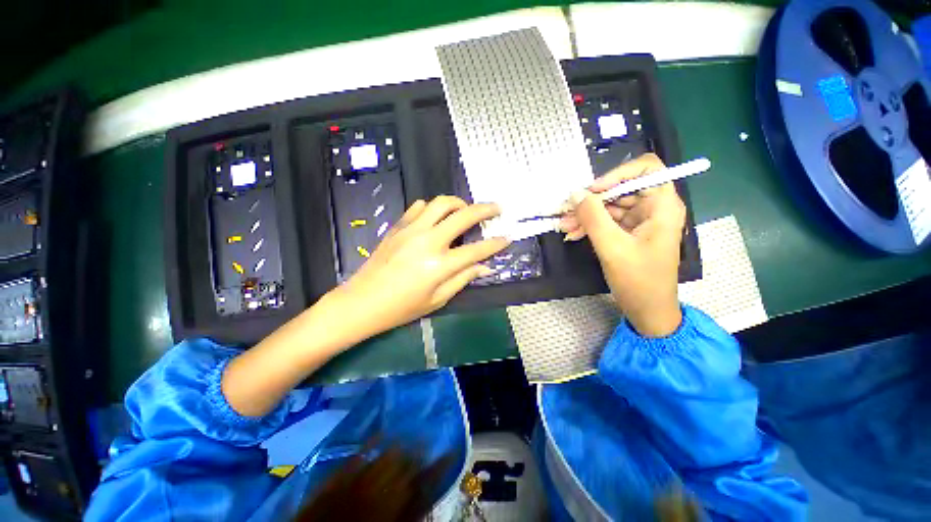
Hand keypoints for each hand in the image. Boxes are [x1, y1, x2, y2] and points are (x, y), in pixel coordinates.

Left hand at [334, 196, 509, 336]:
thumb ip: (463, 279)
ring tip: (465, 210)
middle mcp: (428, 241)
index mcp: (439, 265)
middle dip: (485, 209)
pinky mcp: (398, 226)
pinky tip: (436, 217)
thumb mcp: (437, 299)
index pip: (476, 250)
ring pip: (440, 202)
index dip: (495, 244)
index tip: (507, 237)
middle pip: (463, 216)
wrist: (362, 301)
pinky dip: (432, 207)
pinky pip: (419, 206)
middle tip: (496, 208)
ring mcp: (411, 230)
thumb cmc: (402, 307)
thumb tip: (484, 267)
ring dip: (458, 202)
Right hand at [560, 154, 684, 336]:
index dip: (617, 174)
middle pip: (621, 189)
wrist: (647, 311)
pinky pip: (606, 221)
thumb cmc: (638, 281)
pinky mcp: (628, 233)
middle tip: (566, 210)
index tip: (592, 191)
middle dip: (592, 200)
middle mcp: (653, 208)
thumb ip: (592, 218)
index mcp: (662, 206)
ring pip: (610, 206)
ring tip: (564, 225)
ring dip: (586, 215)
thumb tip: (575, 193)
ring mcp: (640, 221)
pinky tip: (572, 234)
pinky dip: (589, 226)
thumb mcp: (612, 247)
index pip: (646, 169)